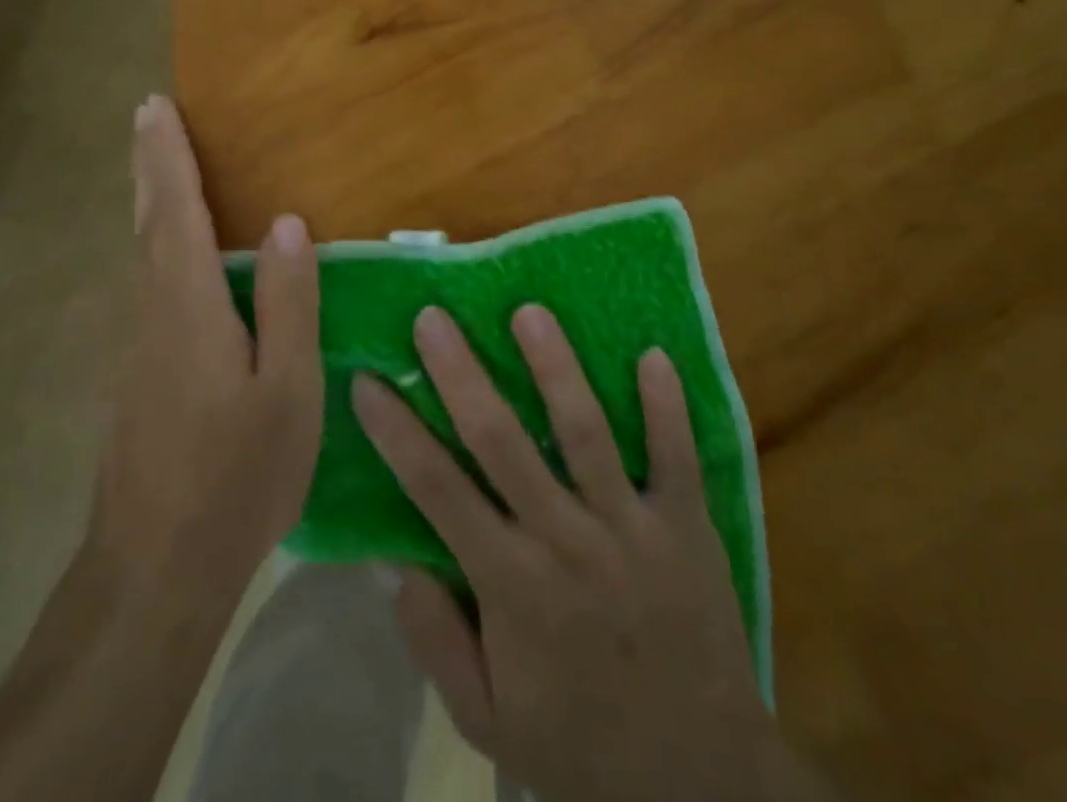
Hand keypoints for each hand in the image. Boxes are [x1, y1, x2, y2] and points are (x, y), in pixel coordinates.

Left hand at [86, 95, 321, 601]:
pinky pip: (146, 285)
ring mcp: (133, 345)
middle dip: (149, 164)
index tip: (154, 106)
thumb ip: (287, 302)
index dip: (166, 155)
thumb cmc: (236, 476)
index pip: (174, 210)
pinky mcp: (132, 374)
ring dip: (150, 202)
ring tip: (163, 168)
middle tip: (147, 117)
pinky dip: (156, 246)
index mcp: (188, 305)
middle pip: (147, 221)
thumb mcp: (287, 389)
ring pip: (141, 254)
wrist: (153, 569)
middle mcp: (149, 311)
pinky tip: (174, 256)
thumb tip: (285, 224)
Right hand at [353, 306, 828, 801]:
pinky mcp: (687, 529)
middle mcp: (566, 543)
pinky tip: (653, 354)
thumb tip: (393, 560)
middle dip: (462, 376)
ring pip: (586, 434)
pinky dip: (667, 407)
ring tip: (530, 312)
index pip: (438, 491)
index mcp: (512, 587)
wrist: (700, 785)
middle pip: (503, 443)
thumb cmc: (579, 745)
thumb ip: (435, 640)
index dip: (397, 433)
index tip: (366, 381)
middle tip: (433, 318)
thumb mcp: (487, 720)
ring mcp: (631, 529)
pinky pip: (677, 458)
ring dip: (557, 370)